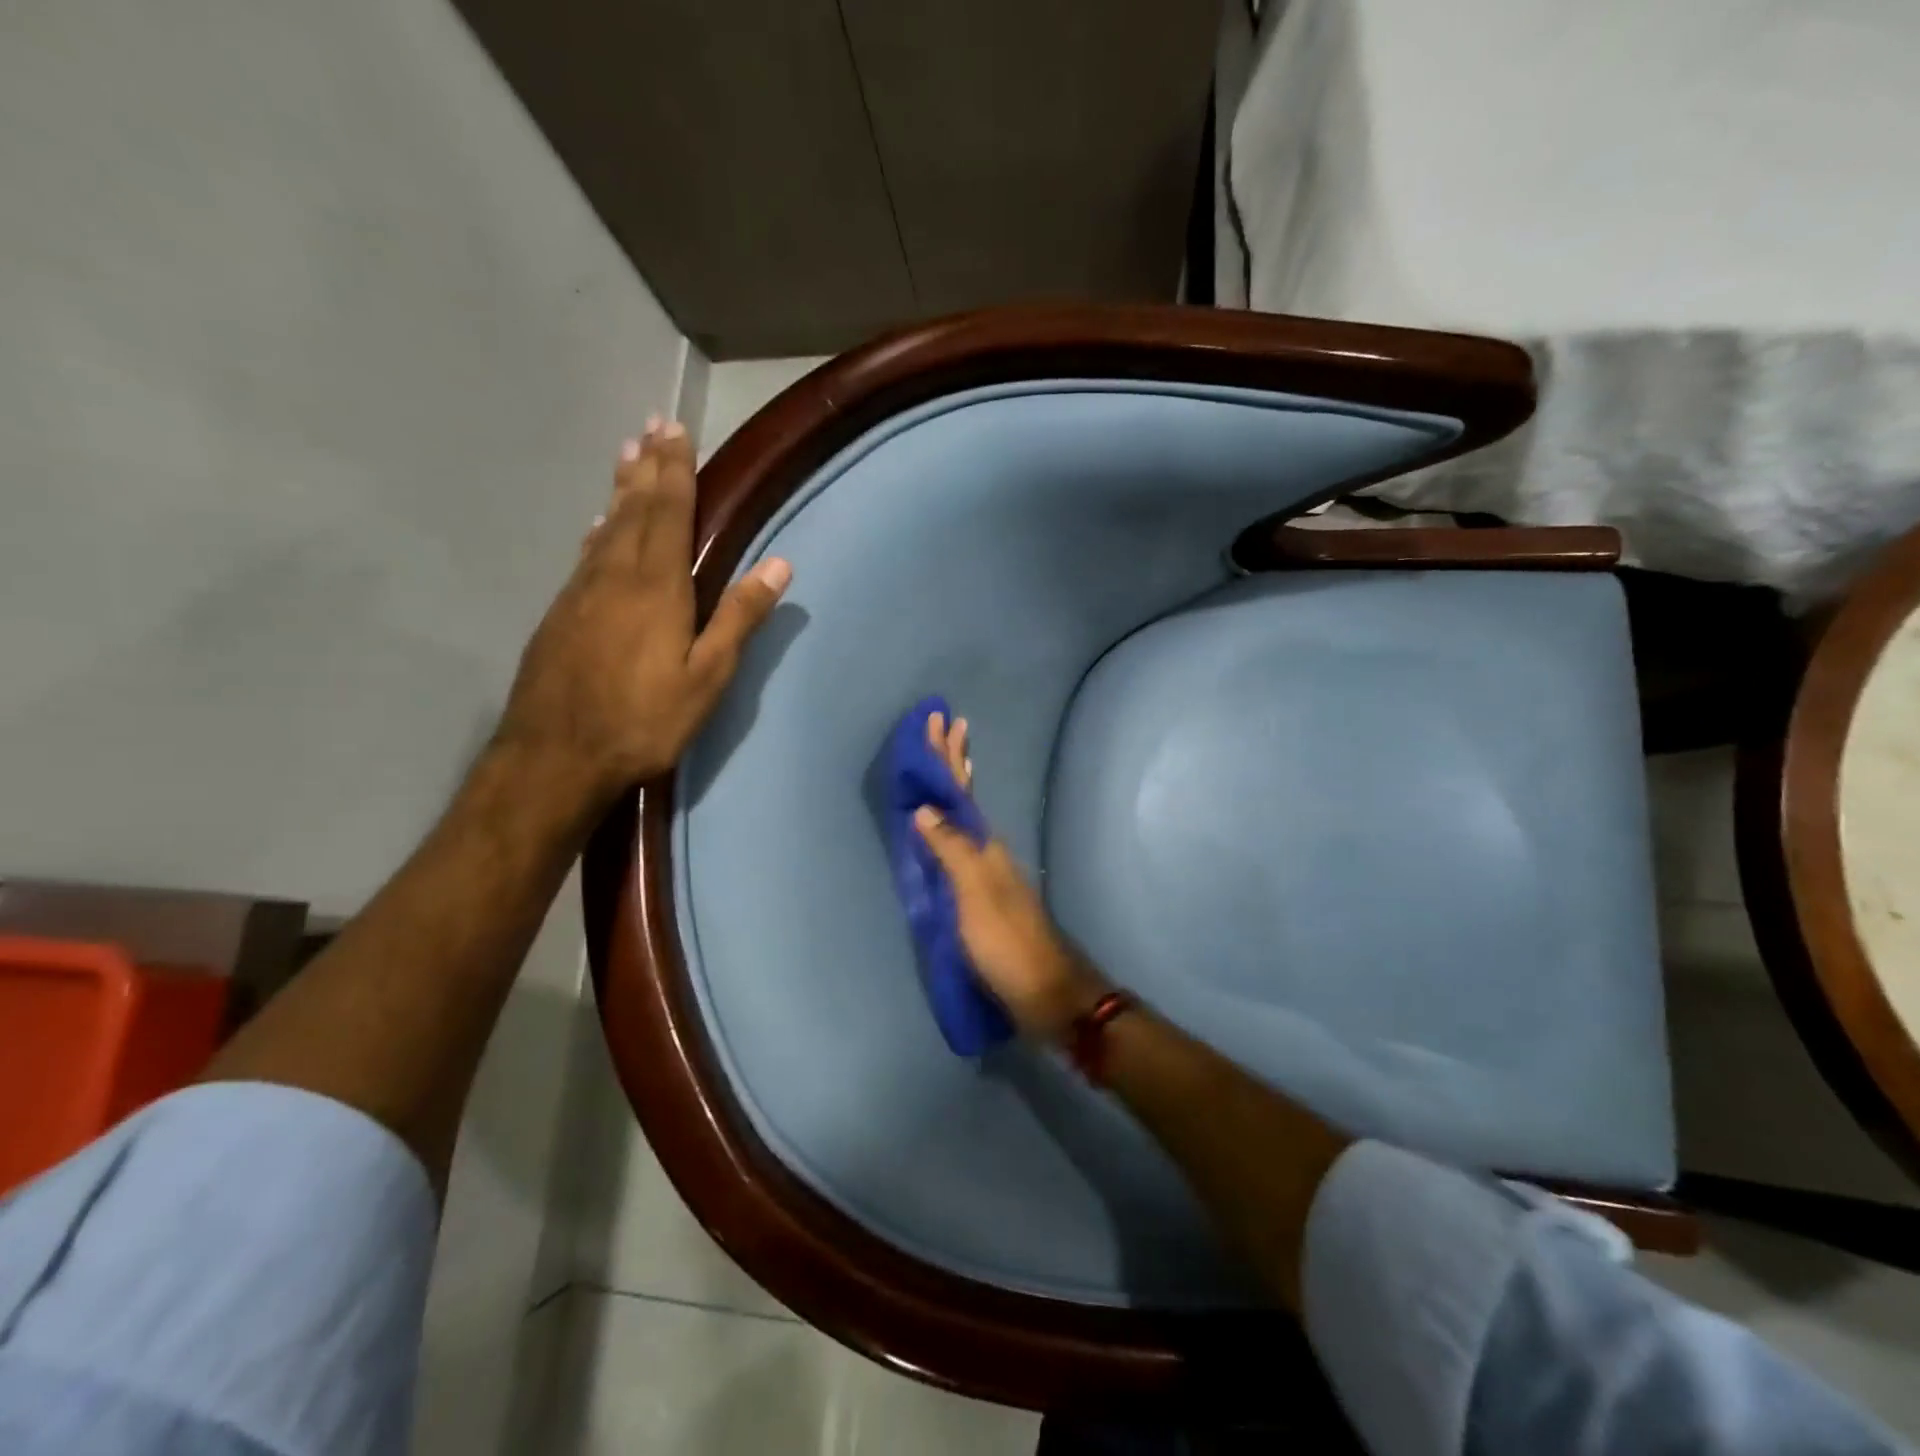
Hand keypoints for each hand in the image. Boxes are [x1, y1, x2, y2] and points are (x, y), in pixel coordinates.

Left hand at [496, 421, 790, 804]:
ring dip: (621, 490)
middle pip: (633, 509)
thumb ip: (739, 617)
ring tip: (627, 457)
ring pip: (605, 527)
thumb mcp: (707, 676)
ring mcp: (581, 592)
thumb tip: (780, 564)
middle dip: (647, 467)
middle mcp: (614, 574)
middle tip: (651, 426)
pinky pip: (586, 554)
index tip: (675, 429)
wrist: (555, 755)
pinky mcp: (561, 613)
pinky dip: (598, 530)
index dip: (674, 470)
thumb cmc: (643, 718)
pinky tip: (597, 527)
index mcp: (656, 585)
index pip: (668, 512)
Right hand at [913, 711, 1108, 1041]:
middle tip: (943, 725)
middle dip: (952, 761)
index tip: (938, 720)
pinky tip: (950, 825)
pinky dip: (955, 823)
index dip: (947, 756)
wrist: (1043, 990)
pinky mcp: (983, 894)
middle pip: (966, 796)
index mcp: (984, 844)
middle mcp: (988, 848)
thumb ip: (950, 850)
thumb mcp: (974, 894)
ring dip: (955, 786)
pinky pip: (964, 843)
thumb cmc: (1005, 942)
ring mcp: (988, 870)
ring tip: (952, 759)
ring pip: (966, 816)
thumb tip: (925, 807)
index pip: (960, 789)